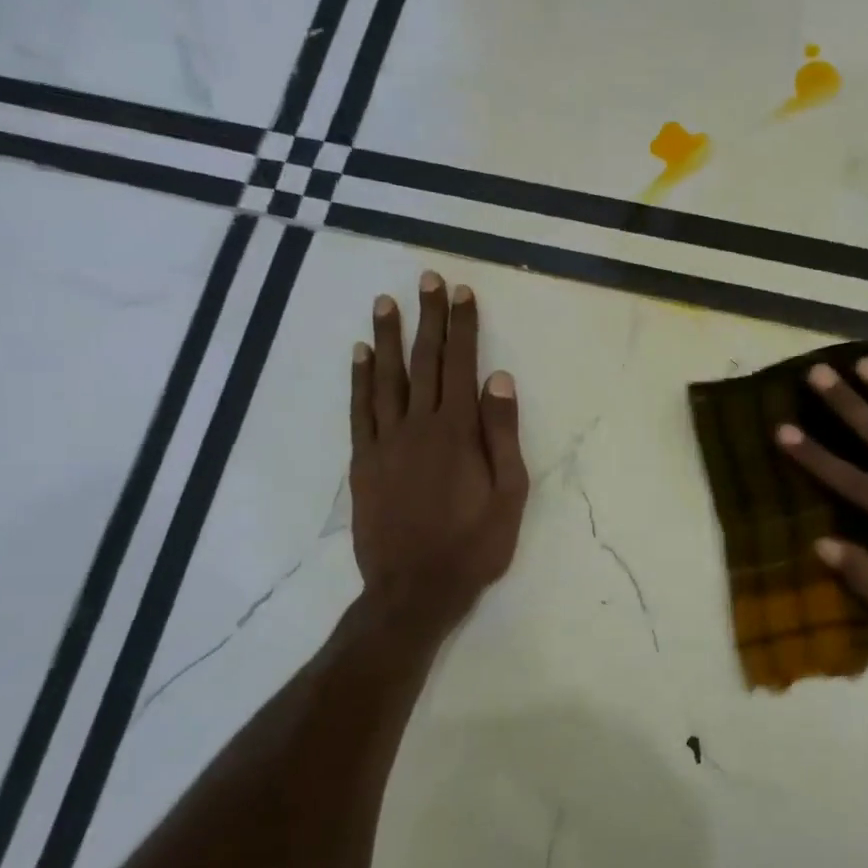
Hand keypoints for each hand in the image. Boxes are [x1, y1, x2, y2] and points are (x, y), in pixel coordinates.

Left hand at [349, 272, 528, 636]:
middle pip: (424, 361)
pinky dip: (358, 379)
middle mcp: (418, 425)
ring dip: (386, 337)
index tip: (462, 292)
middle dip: (428, 318)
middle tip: (428, 279)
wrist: (415, 588)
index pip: (461, 365)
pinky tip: (358, 354)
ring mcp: (385, 441)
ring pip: (385, 378)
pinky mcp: (363, 461)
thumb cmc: (474, 544)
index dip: (463, 327)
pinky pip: (359, 410)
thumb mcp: (509, 494)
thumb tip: (499, 380)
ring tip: (386, 302)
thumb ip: (503, 434)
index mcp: (458, 432)